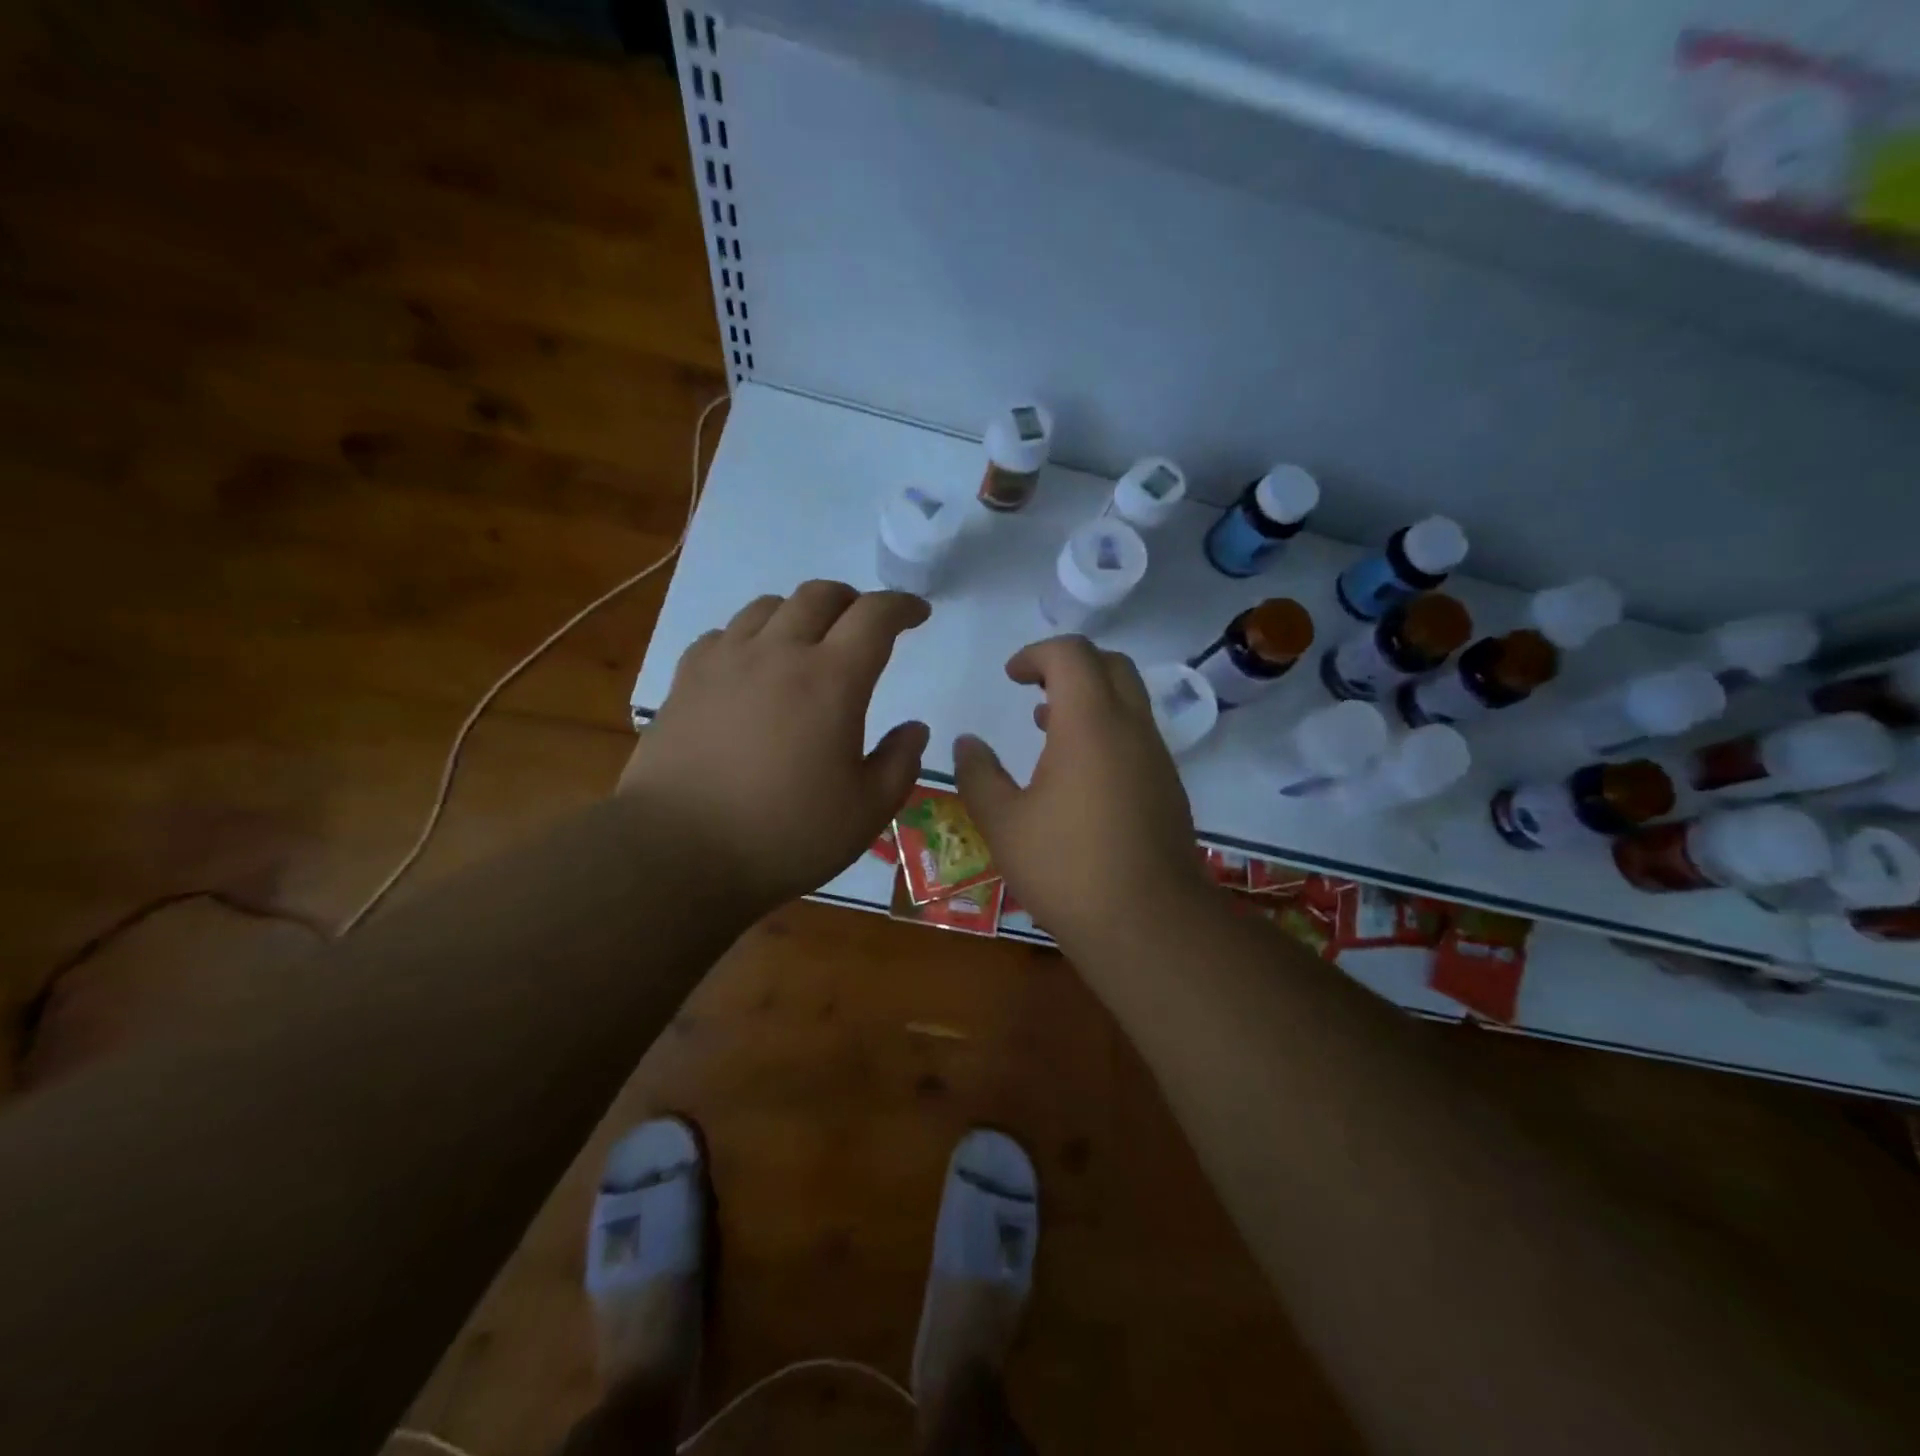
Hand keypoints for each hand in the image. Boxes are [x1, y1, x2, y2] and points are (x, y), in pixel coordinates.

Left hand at [619, 581, 930, 918]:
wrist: (677, 853)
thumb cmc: (784, 836)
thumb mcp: (866, 811)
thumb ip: (900, 762)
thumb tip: (914, 728)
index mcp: (832, 680)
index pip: (875, 615)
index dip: (902, 605)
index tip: (917, 613)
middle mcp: (779, 653)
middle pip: (820, 595)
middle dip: (853, 601)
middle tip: (865, 627)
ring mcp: (726, 661)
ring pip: (769, 606)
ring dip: (801, 613)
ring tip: (809, 642)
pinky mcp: (686, 678)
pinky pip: (725, 633)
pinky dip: (751, 637)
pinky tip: (752, 667)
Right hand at [953, 637, 1211, 954]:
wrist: (1148, 924)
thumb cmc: (1066, 867)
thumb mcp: (1003, 823)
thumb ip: (978, 774)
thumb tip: (966, 743)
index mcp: (1091, 723)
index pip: (1072, 654)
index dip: (1036, 653)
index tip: (1010, 678)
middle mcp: (1132, 728)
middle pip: (1110, 665)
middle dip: (1069, 665)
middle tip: (1033, 690)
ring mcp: (1157, 758)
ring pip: (1129, 700)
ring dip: (1089, 699)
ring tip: (1047, 729)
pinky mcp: (1168, 787)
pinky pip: (1138, 734)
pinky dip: (1107, 729)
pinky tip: (1078, 775)